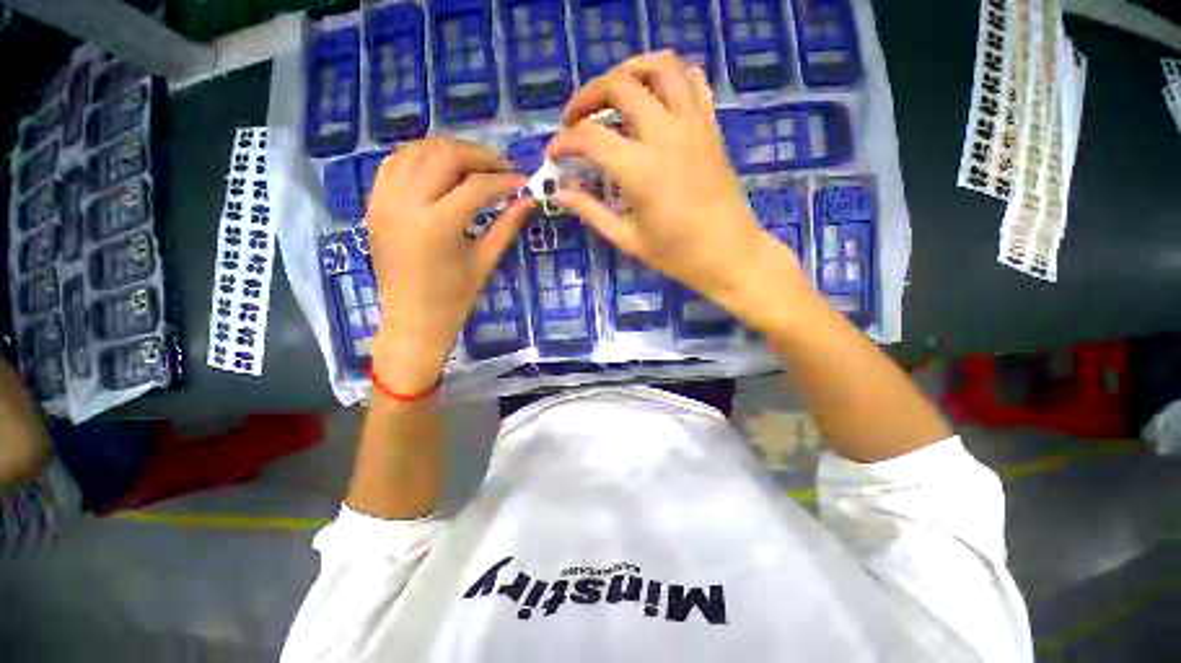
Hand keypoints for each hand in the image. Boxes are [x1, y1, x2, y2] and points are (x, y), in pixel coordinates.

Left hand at [367, 138, 533, 392]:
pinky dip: (419, 157)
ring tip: (473, 164)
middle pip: (445, 156)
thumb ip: (508, 225)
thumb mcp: (485, 260)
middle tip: (501, 168)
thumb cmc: (454, 297)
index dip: (505, 180)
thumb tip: (532, 200)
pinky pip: (394, 164)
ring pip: (416, 151)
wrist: (412, 319)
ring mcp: (385, 200)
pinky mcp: (374, 204)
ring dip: (448, 150)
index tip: (524, 182)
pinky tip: (439, 168)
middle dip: (479, 156)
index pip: (477, 186)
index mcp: (438, 224)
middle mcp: (407, 203)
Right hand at [546, 51, 806, 311]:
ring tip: (611, 94)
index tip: (554, 154)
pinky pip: (692, 79)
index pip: (590, 137)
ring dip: (628, 71)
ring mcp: (693, 125)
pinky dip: (667, 76)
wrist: (728, 253)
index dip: (564, 142)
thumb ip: (591, 211)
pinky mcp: (710, 125)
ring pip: (660, 66)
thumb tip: (560, 193)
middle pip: (619, 86)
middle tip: (575, 119)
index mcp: (641, 171)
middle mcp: (666, 135)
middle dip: (587, 96)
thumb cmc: (676, 254)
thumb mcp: (627, 239)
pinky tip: (653, 96)